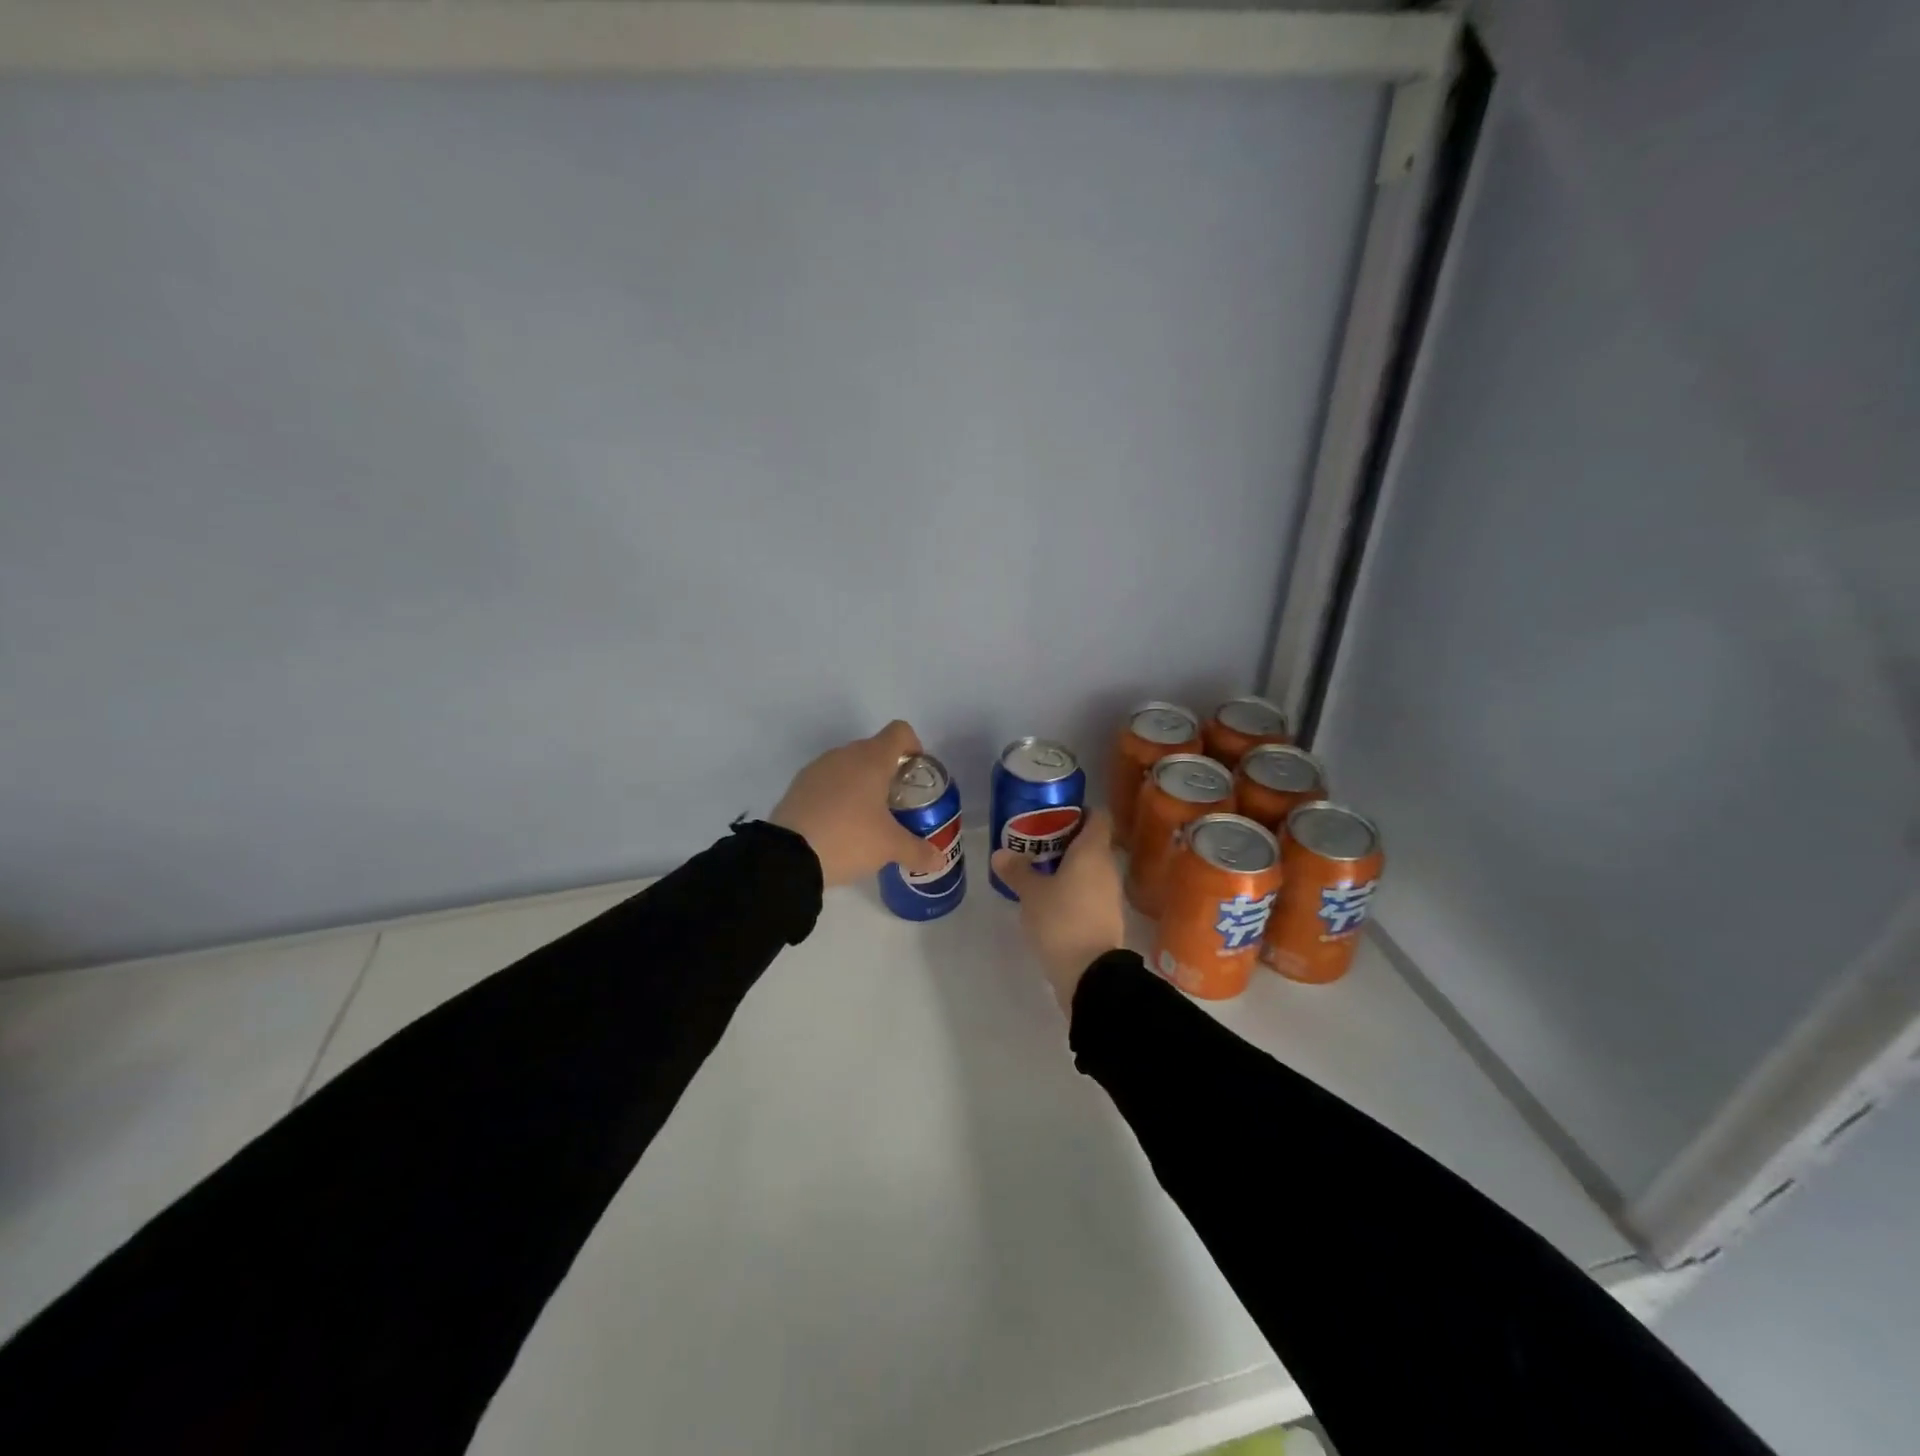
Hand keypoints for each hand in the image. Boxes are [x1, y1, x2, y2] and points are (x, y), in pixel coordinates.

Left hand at [771, 721, 946, 887]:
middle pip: (874, 749)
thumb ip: (918, 851)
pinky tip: (838, 825)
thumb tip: (938, 860)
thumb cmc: (849, 838)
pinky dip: (837, 794)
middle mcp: (844, 755)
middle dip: (888, 771)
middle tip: (895, 804)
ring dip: (860, 783)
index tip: (915, 774)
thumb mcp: (889, 847)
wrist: (788, 856)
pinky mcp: (798, 786)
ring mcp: (817, 768)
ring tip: (866, 818)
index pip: (900, 732)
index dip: (913, 747)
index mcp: (872, 759)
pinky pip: (826, 781)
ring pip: (848, 765)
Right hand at [991, 807, 1125, 1011]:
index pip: (1098, 816)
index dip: (1080, 810)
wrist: (1090, 974)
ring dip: (1069, 866)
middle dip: (1067, 839)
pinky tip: (1051, 897)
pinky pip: (1090, 890)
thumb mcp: (1031, 894)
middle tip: (1037, 841)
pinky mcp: (1106, 916)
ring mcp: (1110, 893)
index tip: (1055, 814)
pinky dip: (1074, 887)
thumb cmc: (1061, 920)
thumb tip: (1000, 854)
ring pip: (1091, 868)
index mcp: (1093, 851)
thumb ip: (1017, 871)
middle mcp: (1107, 867)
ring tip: (1039, 868)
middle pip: (1092, 842)